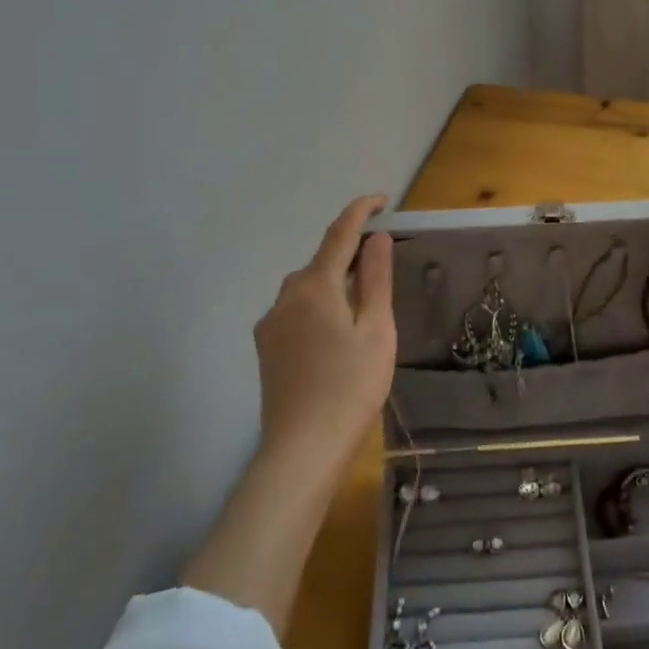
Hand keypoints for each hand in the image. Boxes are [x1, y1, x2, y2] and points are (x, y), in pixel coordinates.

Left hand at [252, 194, 395, 472]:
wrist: (303, 448)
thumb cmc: (351, 386)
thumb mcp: (376, 329)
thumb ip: (375, 279)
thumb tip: (376, 238)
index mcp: (315, 286)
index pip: (339, 234)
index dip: (361, 211)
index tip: (382, 200)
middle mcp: (286, 296)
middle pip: (321, 262)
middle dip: (349, 257)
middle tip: (382, 272)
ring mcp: (270, 323)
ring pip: (307, 288)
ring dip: (333, 286)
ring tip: (362, 314)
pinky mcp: (265, 347)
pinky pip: (296, 311)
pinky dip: (319, 309)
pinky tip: (335, 339)